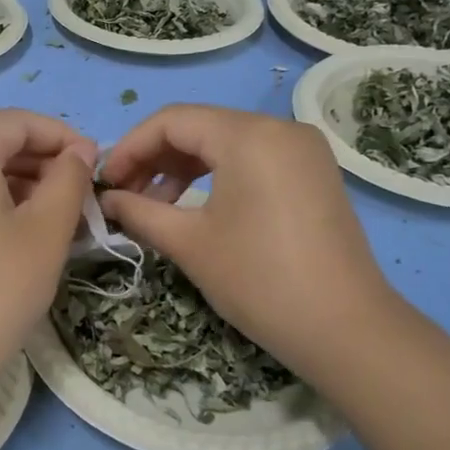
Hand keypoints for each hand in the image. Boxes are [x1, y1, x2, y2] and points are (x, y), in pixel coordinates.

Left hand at [0, 110, 94, 434]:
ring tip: (59, 219)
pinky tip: (20, 236)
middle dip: (42, 161)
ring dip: (20, 185)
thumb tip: (77, 153)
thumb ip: (69, 181)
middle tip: (82, 197)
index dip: (61, 135)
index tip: (95, 165)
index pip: (16, 121)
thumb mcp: (45, 233)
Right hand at [97, 105, 405, 383]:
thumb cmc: (259, 281)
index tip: (105, 184)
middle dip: (155, 159)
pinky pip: (254, 159)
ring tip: (156, 206)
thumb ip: (140, 211)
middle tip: (125, 197)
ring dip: (184, 168)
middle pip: (200, 127)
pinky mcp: (314, 173)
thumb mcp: (189, 243)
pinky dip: (219, 175)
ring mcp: (303, 149)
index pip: (172, 121)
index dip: (130, 148)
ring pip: (227, 142)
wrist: (345, 328)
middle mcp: (279, 128)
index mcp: (248, 134)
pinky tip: (197, 206)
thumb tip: (106, 200)